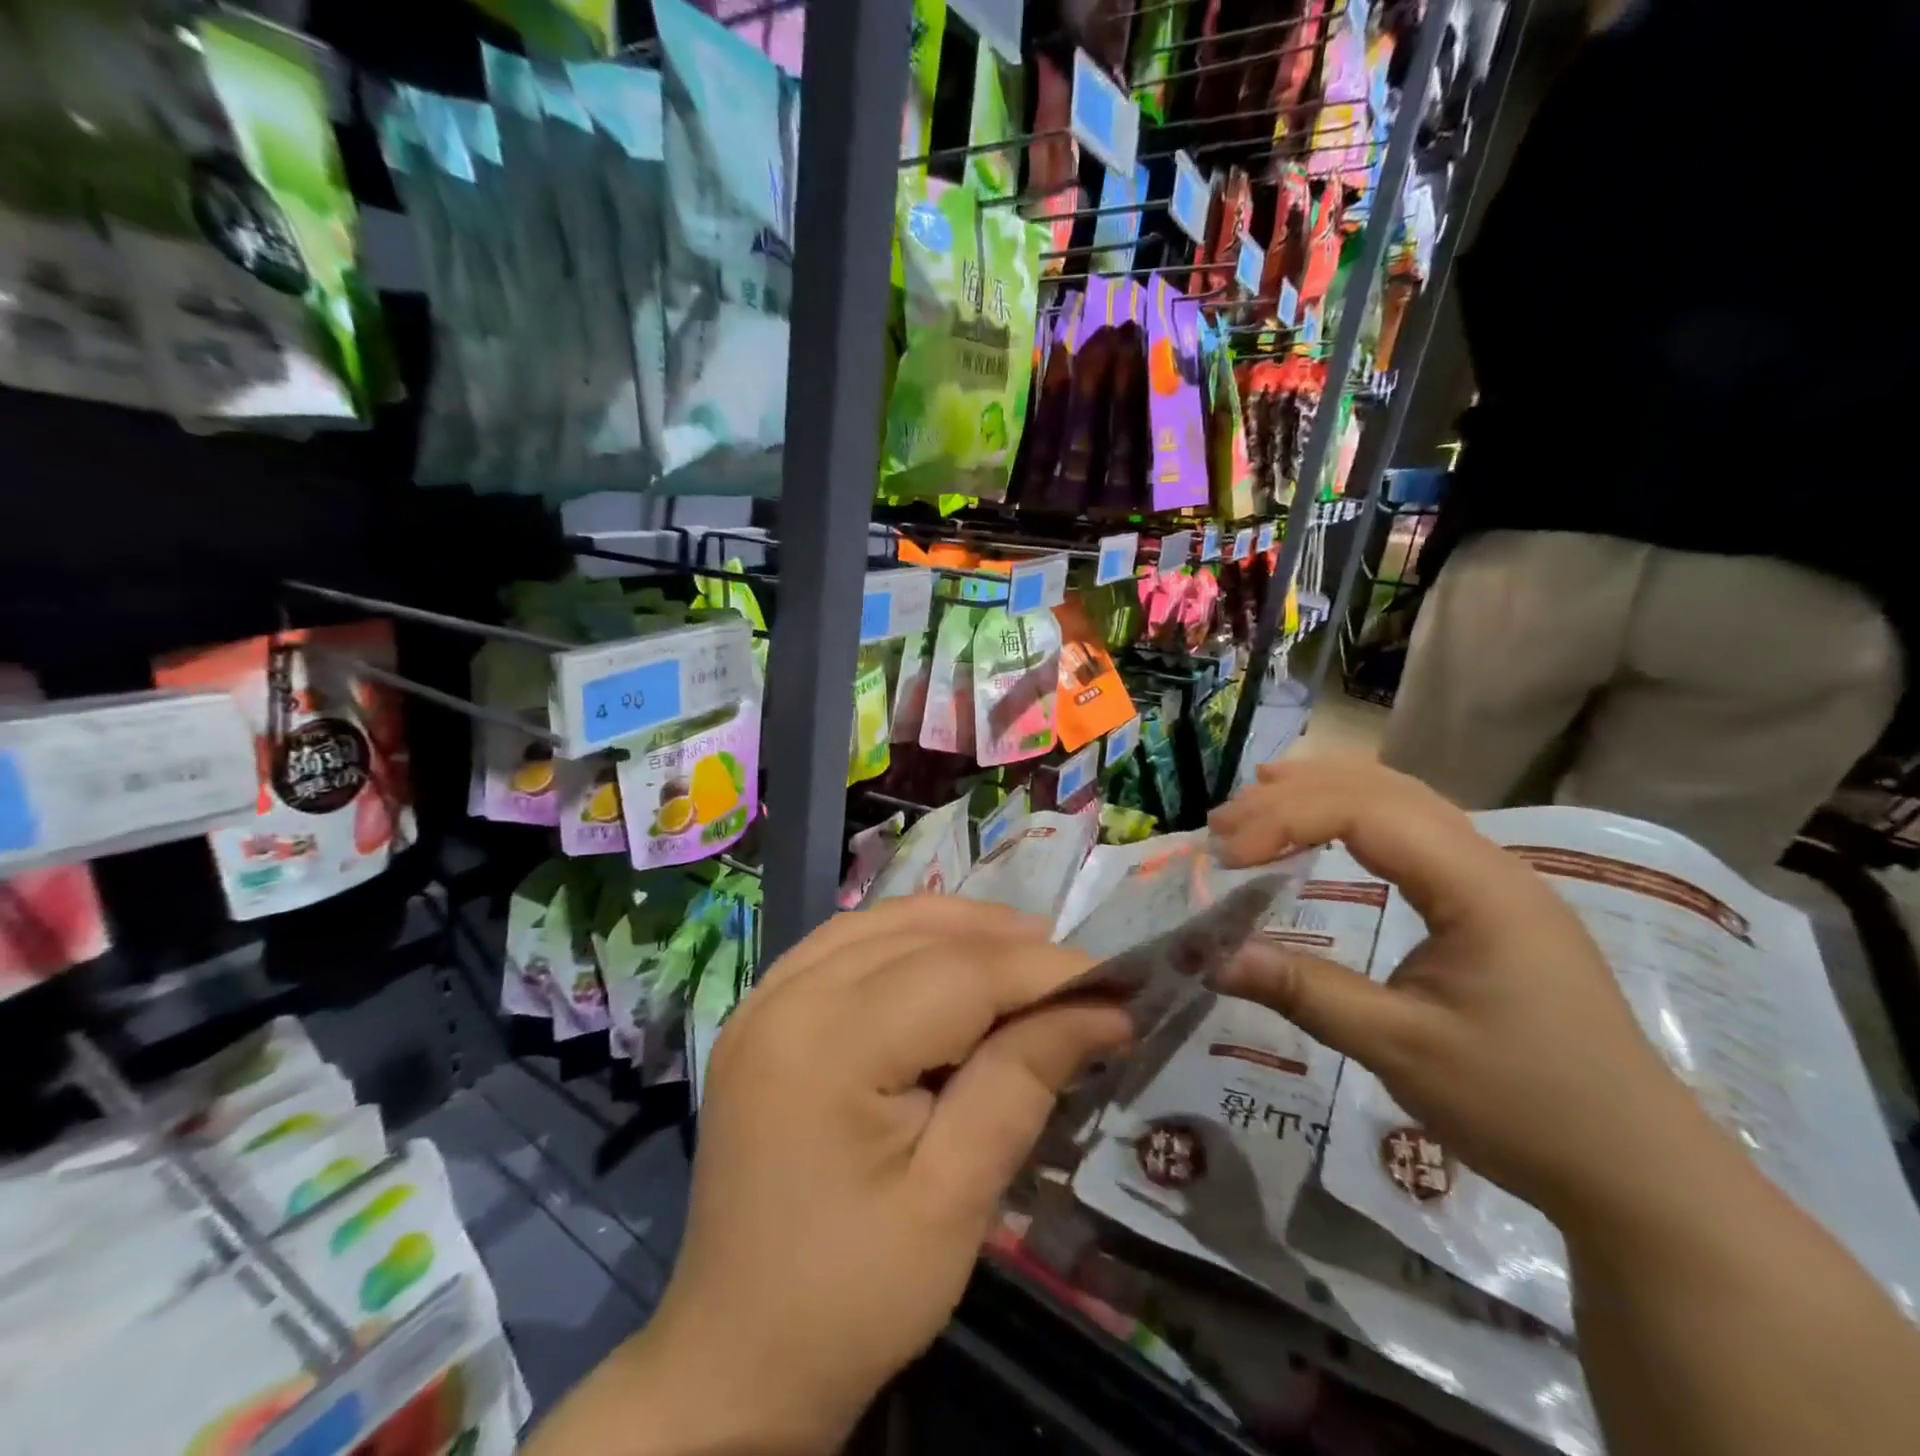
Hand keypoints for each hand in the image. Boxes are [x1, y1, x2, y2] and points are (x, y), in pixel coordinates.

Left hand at [629, 897, 1129, 1452]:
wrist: (736, 1356)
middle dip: (1006, 944)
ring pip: (882, 922)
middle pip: (919, 934)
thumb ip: (1021, 1082)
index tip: (1115, 984)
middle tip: (1077, 974)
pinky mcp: (761, 1011)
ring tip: (1023, 955)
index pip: (958, 975)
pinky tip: (946, 959)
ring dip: (958, 927)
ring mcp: (763, 998)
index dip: (1041, 972)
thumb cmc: (852, 1297)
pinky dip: (907, 938)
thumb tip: (1100, 1008)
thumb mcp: (955, 1199)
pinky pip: (846, 942)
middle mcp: (786, 998)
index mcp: (827, 1047)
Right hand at [1208, 758, 1713, 1227]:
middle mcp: (1492, 863)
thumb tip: (1210, 958)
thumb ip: (1304, 991)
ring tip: (1257, 800)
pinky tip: (1325, 829)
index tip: (1225, 856)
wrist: (1642, 1174)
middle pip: (1381, 789)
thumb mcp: (1400, 1050)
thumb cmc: (1524, 1107)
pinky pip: (1414, 832)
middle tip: (1223, 824)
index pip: (1365, 812)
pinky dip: (1355, 817)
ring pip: (1402, 800)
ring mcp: (1497, 881)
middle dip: (1295, 795)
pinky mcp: (1491, 904)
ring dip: (1325, 794)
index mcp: (1480, 887)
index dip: (1285, 819)